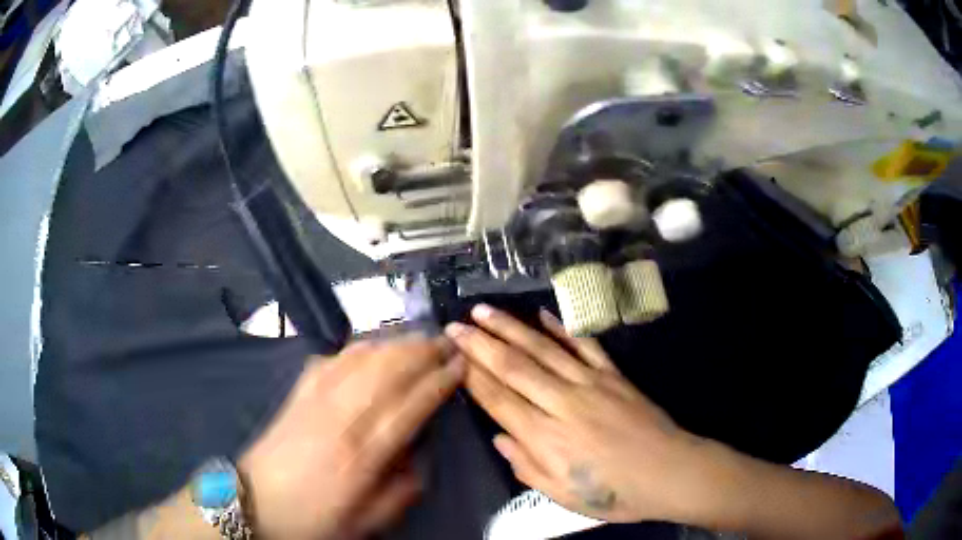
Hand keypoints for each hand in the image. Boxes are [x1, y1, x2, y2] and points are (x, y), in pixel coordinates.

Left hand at [238, 338, 464, 539]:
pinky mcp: (299, 391)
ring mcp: (317, 399)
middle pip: (389, 370)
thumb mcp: (370, 520)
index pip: (411, 405)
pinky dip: (360, 347)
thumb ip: (404, 488)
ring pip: (363, 357)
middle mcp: (342, 417)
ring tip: (419, 339)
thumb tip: (421, 454)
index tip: (461, 365)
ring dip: (396, 343)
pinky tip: (373, 346)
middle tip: (448, 342)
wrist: (257, 502)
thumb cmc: (315, 517)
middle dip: (423, 351)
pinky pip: (334, 358)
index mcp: (363, 454)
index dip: (439, 381)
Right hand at [446, 306, 715, 524]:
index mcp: (546, 438)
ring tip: (485, 310)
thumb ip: (527, 466)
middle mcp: (563, 404)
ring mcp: (591, 384)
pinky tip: (542, 314)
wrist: (669, 473)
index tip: (452, 354)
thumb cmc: (615, 493)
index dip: (471, 374)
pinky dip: (562, 328)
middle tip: (456, 324)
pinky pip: (584, 345)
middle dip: (481, 344)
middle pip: (514, 367)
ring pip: (543, 350)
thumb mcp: (563, 495)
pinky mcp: (614, 375)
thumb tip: (500, 438)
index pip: (498, 399)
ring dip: (511, 328)